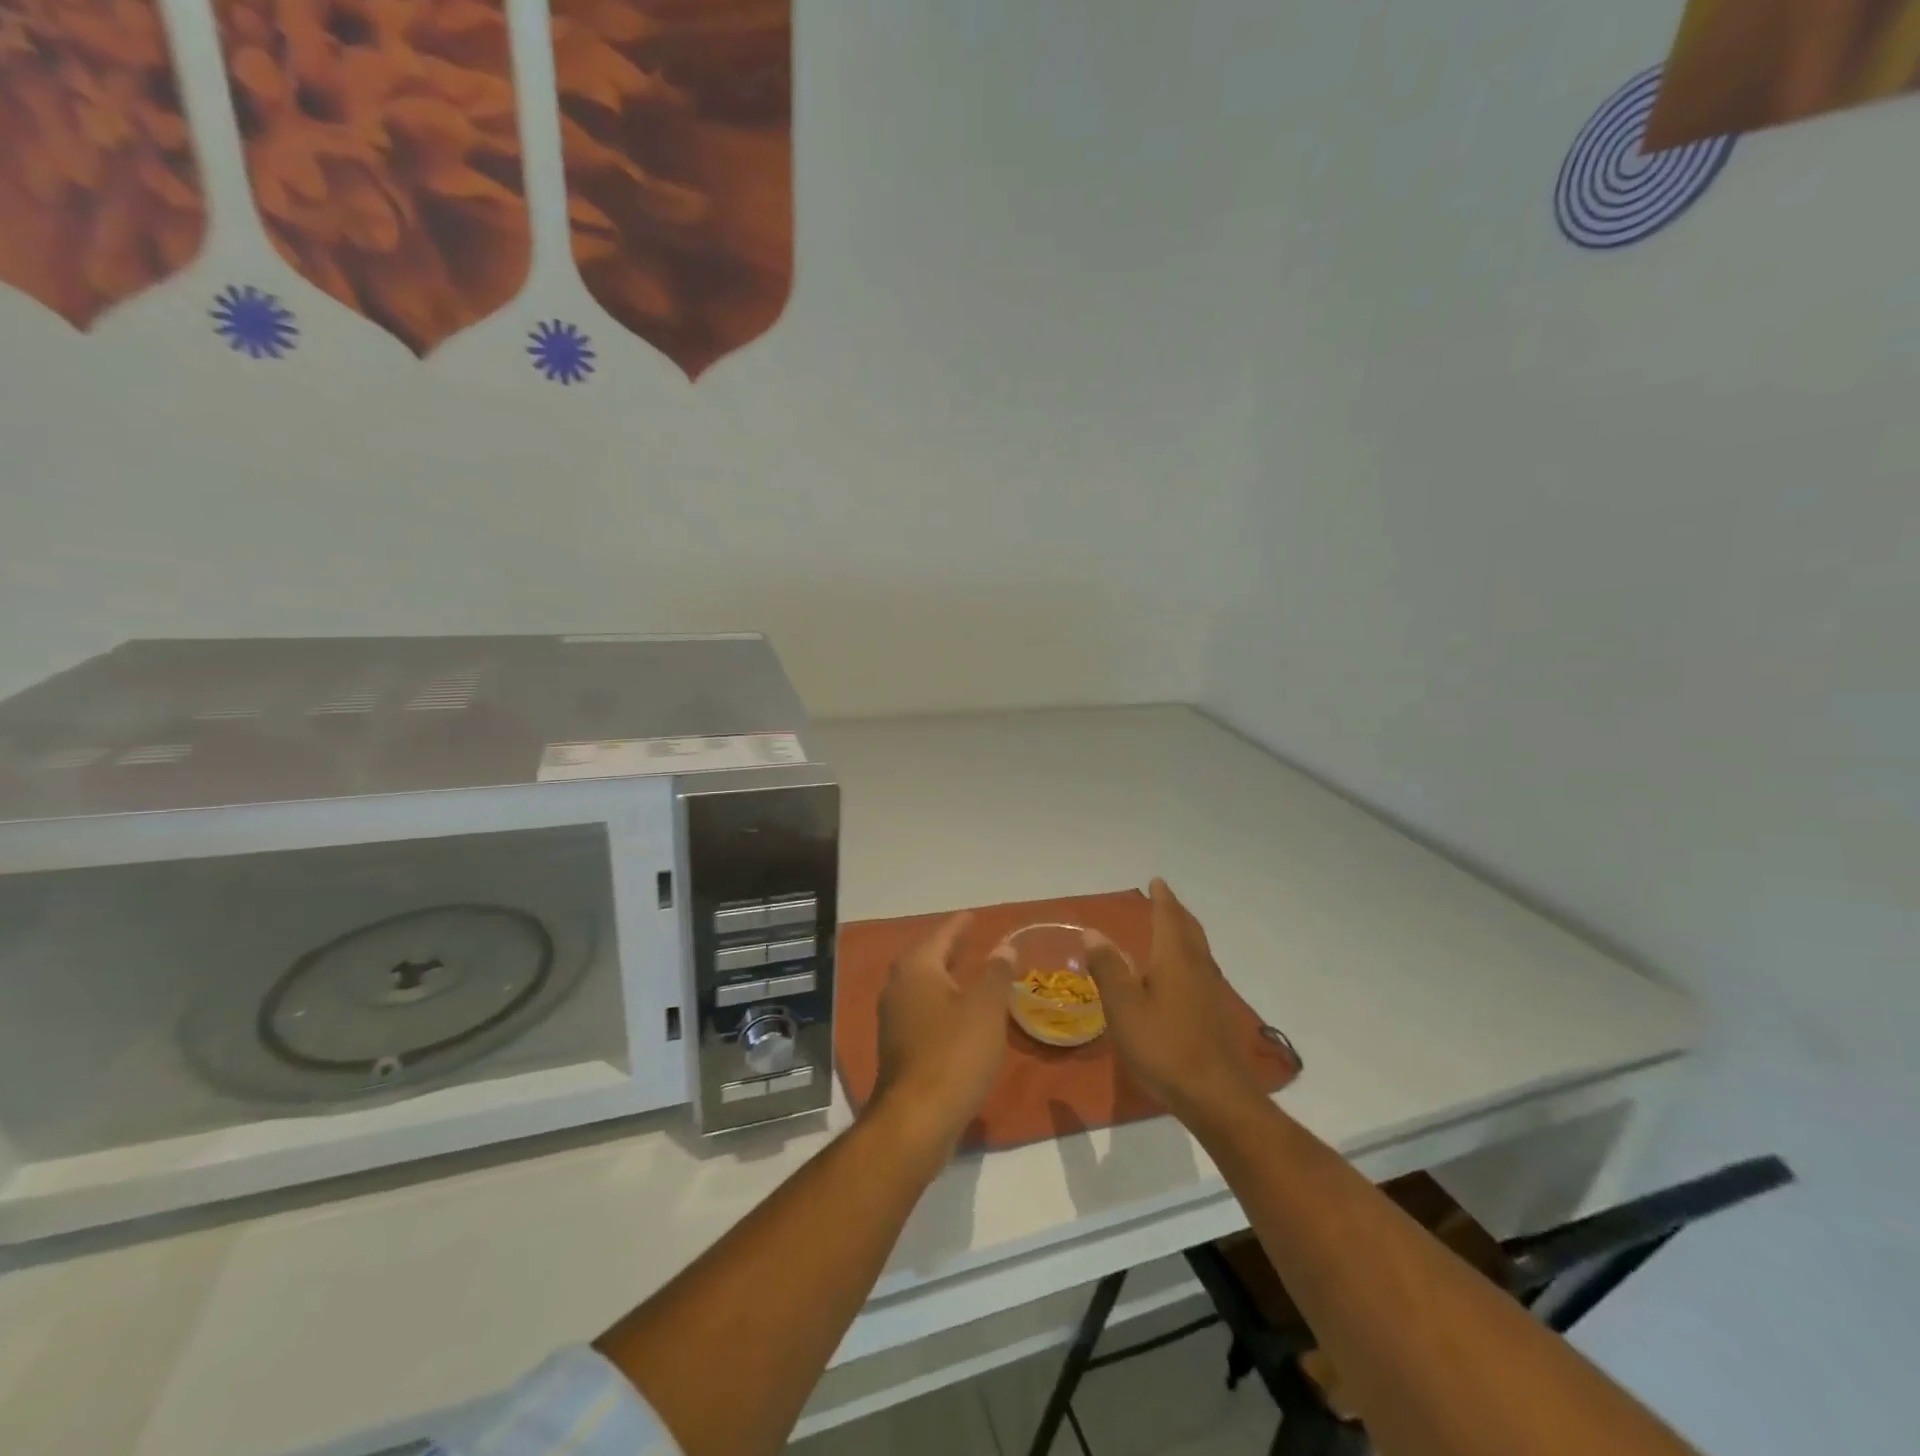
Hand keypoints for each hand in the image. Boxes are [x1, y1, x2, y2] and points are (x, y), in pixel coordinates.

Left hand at [870, 913, 1015, 1155]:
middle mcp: (898, 987)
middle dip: (948, 949)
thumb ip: (996, 973)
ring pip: (922, 986)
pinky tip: (959, 1015)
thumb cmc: (954, 1053)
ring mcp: (893, 1019)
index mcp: (917, 969)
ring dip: (944, 977)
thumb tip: (1003, 947)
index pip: (941, 936)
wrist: (917, 1118)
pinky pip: (922, 1010)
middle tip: (970, 940)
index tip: (973, 916)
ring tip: (968, 973)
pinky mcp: (898, 1047)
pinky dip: (941, 1002)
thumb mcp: (986, 1008)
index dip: (959, 926)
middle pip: (926, 959)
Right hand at [1087, 879, 1264, 1124]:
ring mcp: (1213, 993)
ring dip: (1185, 935)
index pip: (1168, 918)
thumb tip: (1092, 932)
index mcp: (1175, 959)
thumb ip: (1108, 968)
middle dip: (1176, 913)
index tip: (1157, 882)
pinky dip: (1189, 959)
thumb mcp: (1123, 1008)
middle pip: (1190, 930)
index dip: (1161, 899)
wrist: (1216, 1096)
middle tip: (1165, 901)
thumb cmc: (1164, 1046)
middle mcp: (1199, 968)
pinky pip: (1202, 972)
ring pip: (1199, 951)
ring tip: (1171, 932)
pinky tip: (1180, 978)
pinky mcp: (1217, 1016)